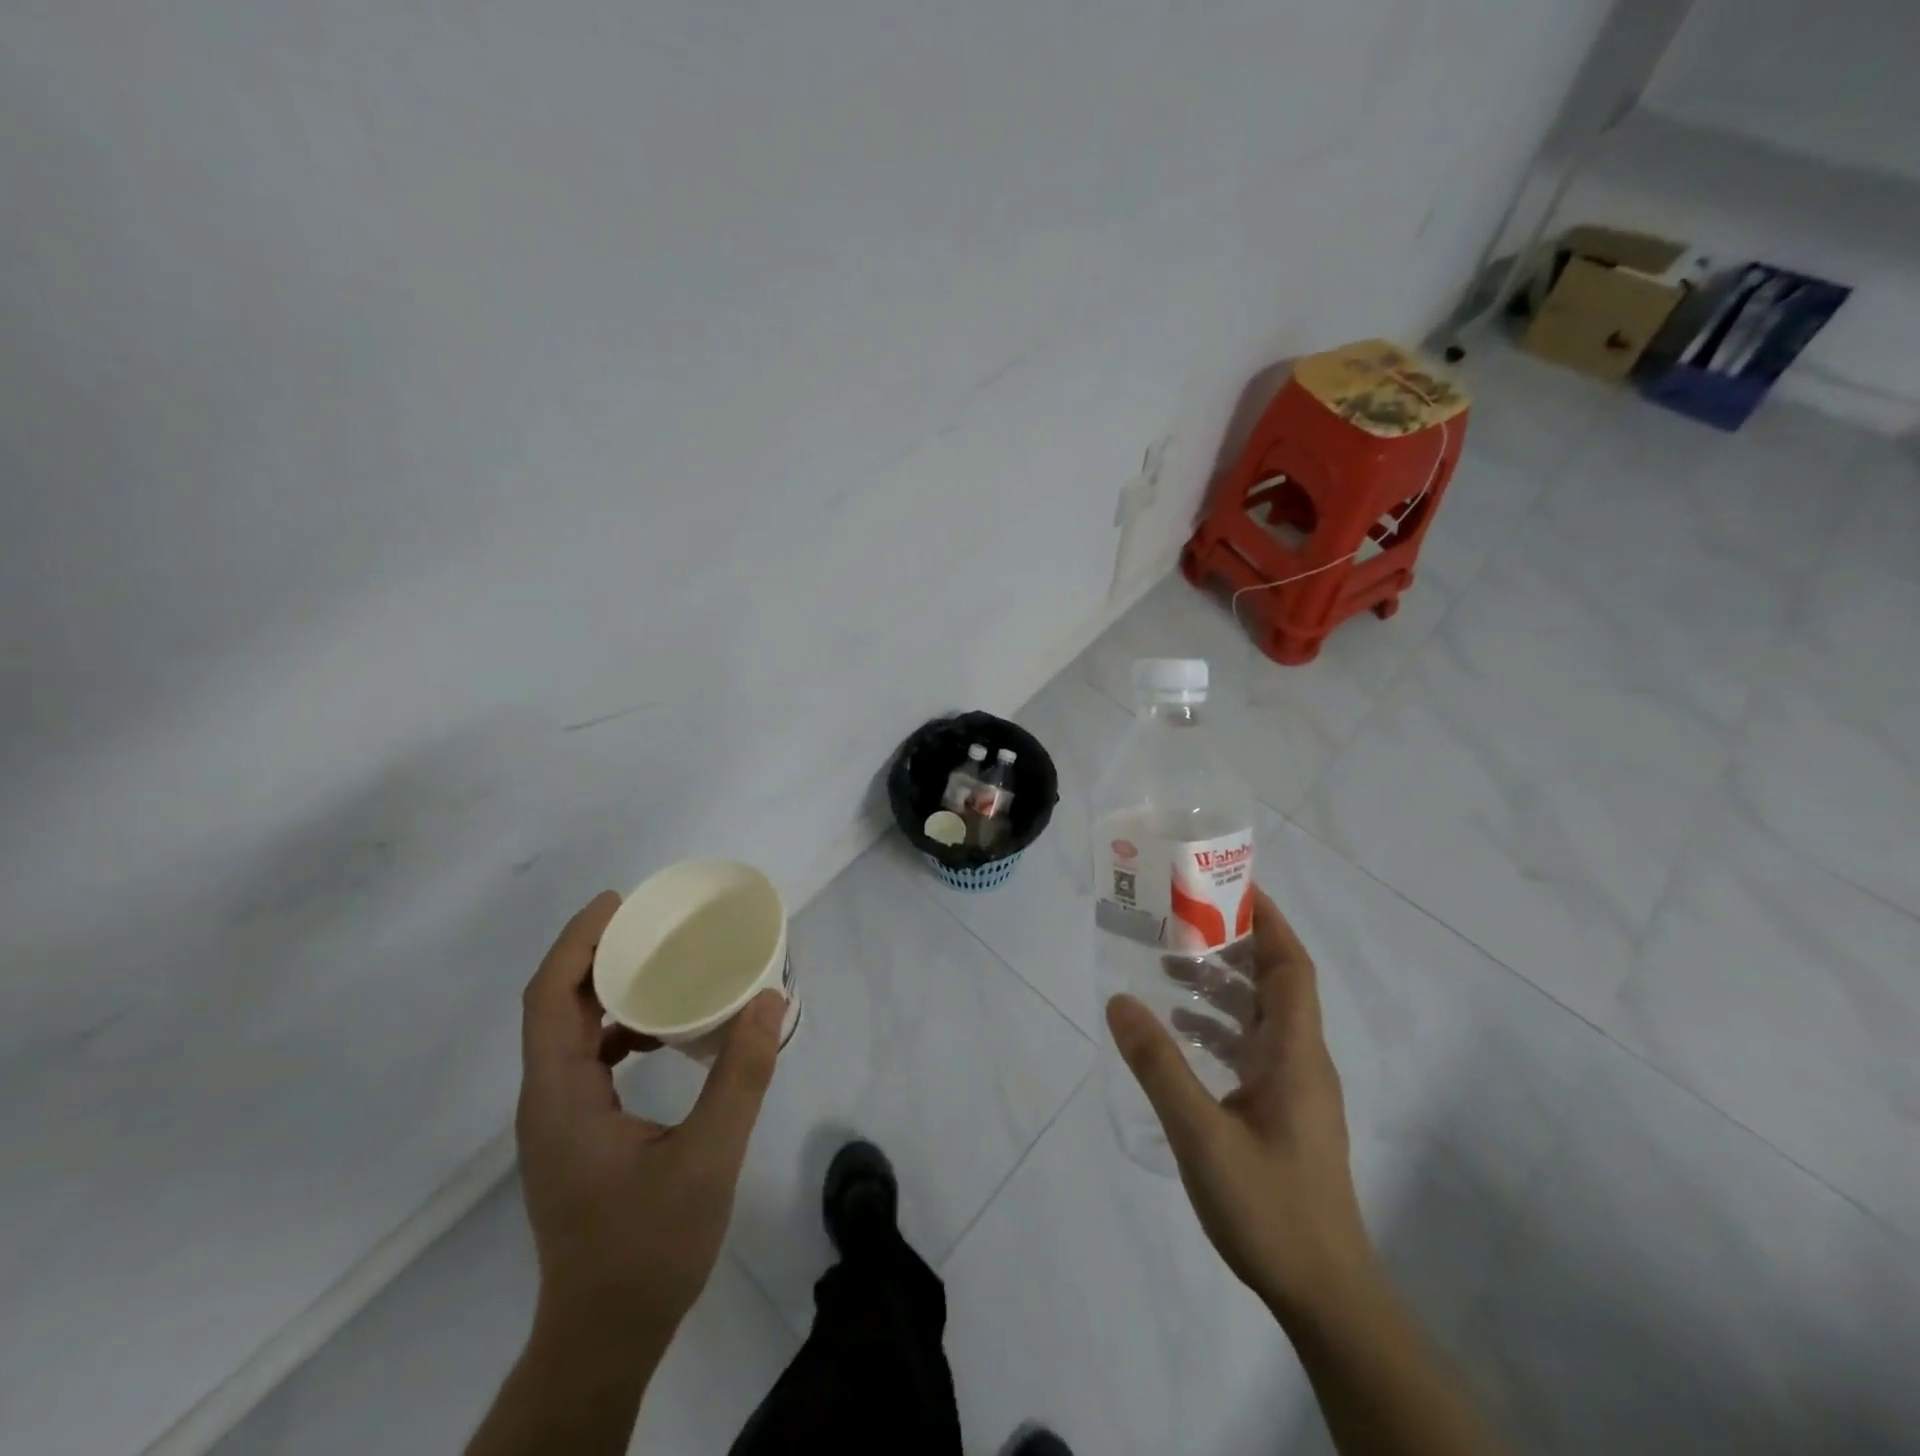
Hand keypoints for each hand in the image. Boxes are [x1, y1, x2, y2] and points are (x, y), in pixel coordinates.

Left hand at [516, 892, 786, 1347]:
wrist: (604, 1338)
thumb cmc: (647, 1249)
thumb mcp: (708, 1159)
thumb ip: (741, 1076)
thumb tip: (770, 1001)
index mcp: (561, 1097)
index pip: (549, 999)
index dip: (577, 943)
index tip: (619, 902)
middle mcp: (548, 1100)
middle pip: (555, 1007)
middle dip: (594, 954)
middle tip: (648, 920)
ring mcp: (560, 1120)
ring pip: (569, 1033)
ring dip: (607, 990)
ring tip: (659, 961)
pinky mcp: (577, 1136)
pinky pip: (588, 1059)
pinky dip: (619, 1028)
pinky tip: (663, 1031)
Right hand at [1106, 887, 1374, 1326]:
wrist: (1325, 1295)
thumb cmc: (1269, 1207)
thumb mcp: (1201, 1134)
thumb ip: (1159, 1065)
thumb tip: (1119, 1000)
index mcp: (1296, 1054)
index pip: (1291, 967)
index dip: (1268, 921)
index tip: (1230, 886)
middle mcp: (1302, 1060)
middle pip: (1275, 984)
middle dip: (1232, 946)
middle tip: (1181, 923)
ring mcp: (1295, 1090)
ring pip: (1260, 1017)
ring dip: (1221, 988)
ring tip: (1168, 970)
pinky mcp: (1283, 1114)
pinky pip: (1251, 1050)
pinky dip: (1218, 1029)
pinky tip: (1180, 1034)